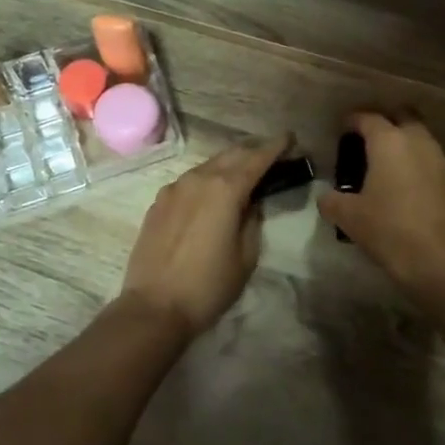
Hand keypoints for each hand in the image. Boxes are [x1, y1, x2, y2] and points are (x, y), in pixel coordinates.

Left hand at [119, 137, 289, 336]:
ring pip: (208, 165)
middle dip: (253, 150)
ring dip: (228, 164)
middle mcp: (198, 179)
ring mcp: (174, 188)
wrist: (154, 306)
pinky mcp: (158, 202)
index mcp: (225, 189)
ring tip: (243, 171)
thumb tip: (250, 203)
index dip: (276, 147)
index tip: (290, 138)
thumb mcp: (246, 256)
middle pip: (231, 154)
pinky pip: (189, 181)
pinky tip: (211, 193)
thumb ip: (252, 221)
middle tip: (271, 153)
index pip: (257, 158)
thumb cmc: (208, 285)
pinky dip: (207, 179)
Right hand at [318, 113, 444, 297]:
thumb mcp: (348, 217)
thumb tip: (326, 197)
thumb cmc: (389, 231)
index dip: (352, 121)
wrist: (441, 262)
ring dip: (405, 144)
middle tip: (368, 141)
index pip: (367, 118)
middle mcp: (418, 141)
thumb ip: (331, 201)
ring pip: (421, 139)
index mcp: (389, 142)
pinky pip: (434, 162)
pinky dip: (421, 166)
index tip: (342, 129)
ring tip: (389, 165)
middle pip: (402, 117)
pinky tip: (411, 188)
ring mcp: (442, 160)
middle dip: (385, 123)